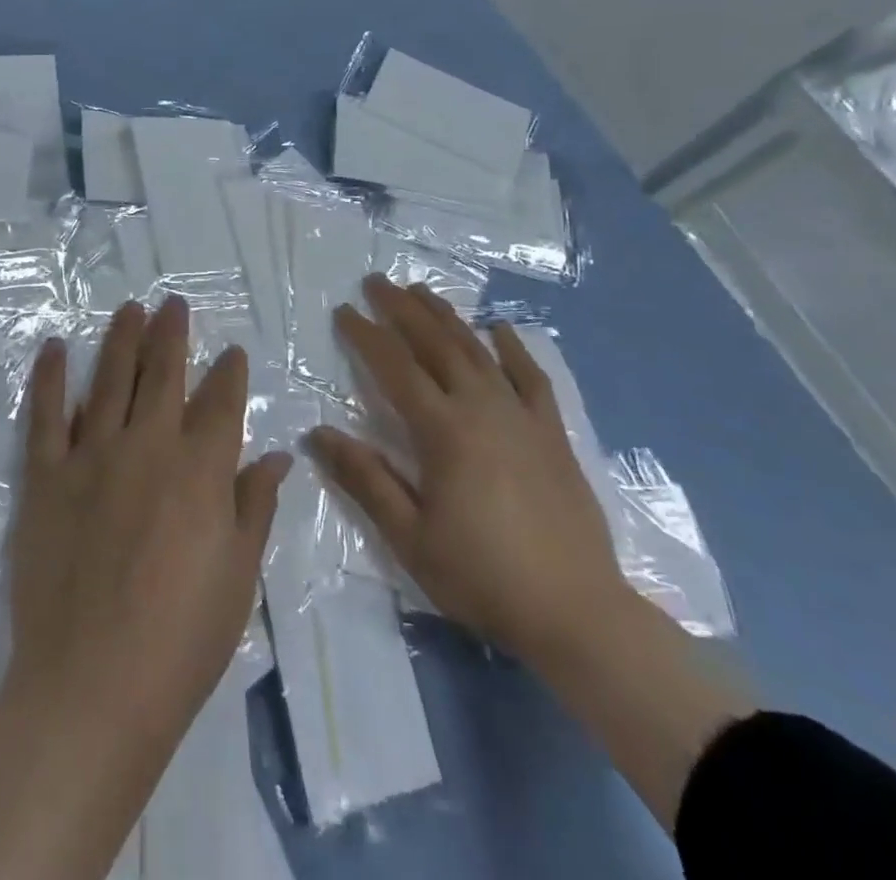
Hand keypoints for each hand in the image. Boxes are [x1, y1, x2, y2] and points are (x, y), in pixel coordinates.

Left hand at [5, 295, 291, 745]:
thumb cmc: (182, 638)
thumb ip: (256, 506)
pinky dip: (49, 377)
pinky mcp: (46, 475)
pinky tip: (53, 347)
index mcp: (200, 469)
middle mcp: (147, 445)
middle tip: (172, 303)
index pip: (221, 402)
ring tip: (129, 309)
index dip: (228, 373)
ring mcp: (91, 455)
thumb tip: (277, 455)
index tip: (231, 352)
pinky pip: (46, 414)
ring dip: (120, 339)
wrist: (93, 684)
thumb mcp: (238, 576)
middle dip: (171, 334)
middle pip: (163, 374)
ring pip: (109, 379)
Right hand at [307, 274, 627, 662]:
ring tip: (422, 291)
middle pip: (435, 344)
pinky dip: (513, 349)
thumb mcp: (410, 536)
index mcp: (443, 431)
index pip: (395, 367)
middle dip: (403, 309)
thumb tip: (317, 432)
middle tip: (378, 281)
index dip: (366, 334)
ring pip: (477, 351)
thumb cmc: (483, 576)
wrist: (578, 614)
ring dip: (446, 317)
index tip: (344, 310)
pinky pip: (531, 378)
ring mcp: (522, 417)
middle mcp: (481, 408)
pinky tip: (500, 329)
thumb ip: (364, 479)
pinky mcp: (552, 433)